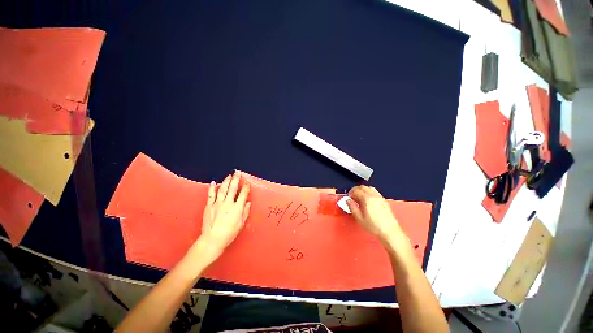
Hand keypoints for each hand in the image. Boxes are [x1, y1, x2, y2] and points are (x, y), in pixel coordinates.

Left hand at [200, 171, 250, 255]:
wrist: (212, 239)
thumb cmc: (229, 233)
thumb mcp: (241, 224)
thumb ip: (245, 212)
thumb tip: (248, 203)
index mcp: (237, 208)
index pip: (243, 194)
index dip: (246, 187)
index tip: (247, 182)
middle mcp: (228, 203)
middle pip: (233, 188)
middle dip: (236, 179)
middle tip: (237, 172)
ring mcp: (217, 203)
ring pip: (223, 189)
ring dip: (226, 181)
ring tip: (229, 175)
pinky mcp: (209, 206)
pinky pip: (211, 195)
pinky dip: (213, 188)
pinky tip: (214, 182)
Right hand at [346, 185, 402, 244]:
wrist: (389, 231)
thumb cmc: (375, 226)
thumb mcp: (359, 218)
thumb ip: (352, 207)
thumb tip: (348, 201)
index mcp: (367, 199)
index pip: (356, 190)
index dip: (351, 193)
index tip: (349, 197)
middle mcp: (374, 196)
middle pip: (362, 187)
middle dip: (356, 190)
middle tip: (353, 196)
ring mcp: (380, 198)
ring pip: (369, 188)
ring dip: (363, 190)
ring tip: (360, 197)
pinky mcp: (384, 201)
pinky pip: (375, 192)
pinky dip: (369, 192)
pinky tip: (368, 200)